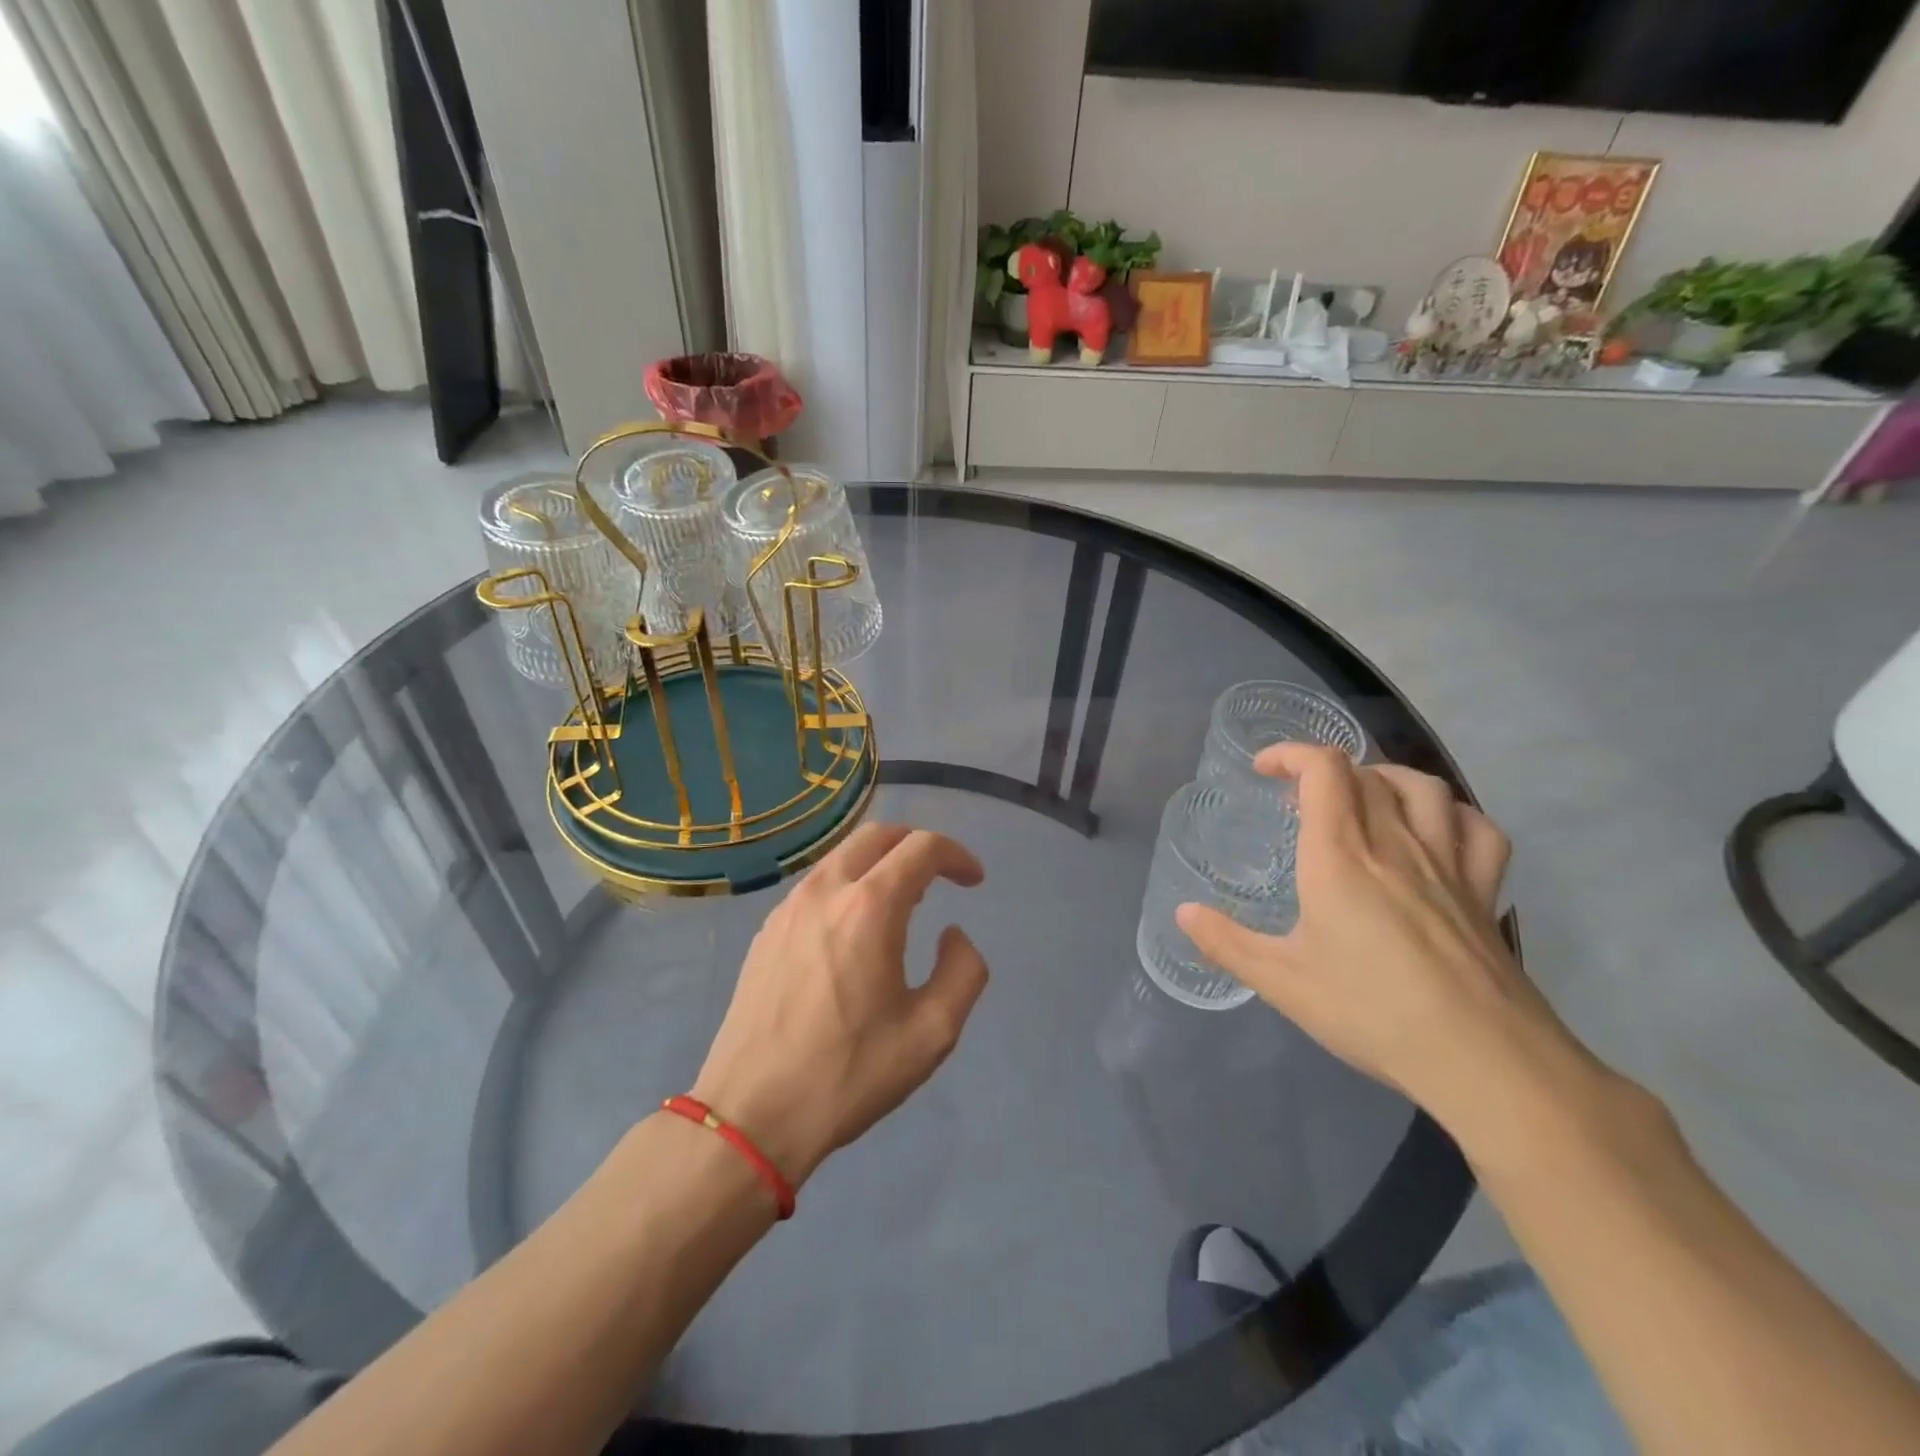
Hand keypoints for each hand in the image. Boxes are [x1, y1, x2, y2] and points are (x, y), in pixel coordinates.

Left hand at [691, 824, 989, 1185]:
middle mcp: (825, 891)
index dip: (956, 855)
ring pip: (842, 855)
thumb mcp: (932, 1033)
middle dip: (917, 844)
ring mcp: (788, 907)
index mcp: (870, 908)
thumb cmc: (848, 1073)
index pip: (921, 848)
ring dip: (880, 863)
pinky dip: (849, 884)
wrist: (750, 1114)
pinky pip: (817, 884)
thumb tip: (953, 935)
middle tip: (941, 877)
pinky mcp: (767, 930)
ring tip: (902, 903)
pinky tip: (855, 930)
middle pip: (878, 835)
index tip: (974, 880)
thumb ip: (963, 971)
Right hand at [1177, 744, 1586, 1141]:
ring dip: (1386, 778)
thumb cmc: (1372, 1013)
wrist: (1483, 1060)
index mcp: (1340, 858)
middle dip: (1325, 770)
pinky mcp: (1484, 892)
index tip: (1264, 769)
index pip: (1323, 771)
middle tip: (1298, 798)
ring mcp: (1448, 865)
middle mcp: (1395, 845)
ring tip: (1363, 797)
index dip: (1291, 754)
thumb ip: (1226, 943)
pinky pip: (1477, 829)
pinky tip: (1434, 830)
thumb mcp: (1282, 982)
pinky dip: (1451, 814)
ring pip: (1424, 788)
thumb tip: (1183, 913)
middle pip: (1366, 774)